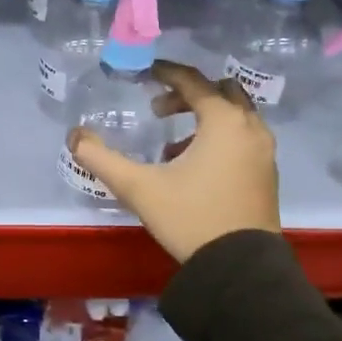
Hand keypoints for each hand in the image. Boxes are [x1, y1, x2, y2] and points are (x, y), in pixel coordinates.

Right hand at [67, 60, 279, 262]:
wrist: (240, 268)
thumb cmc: (190, 218)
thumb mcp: (138, 188)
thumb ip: (101, 158)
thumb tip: (74, 136)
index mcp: (223, 121)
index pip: (193, 81)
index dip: (166, 73)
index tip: (145, 73)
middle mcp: (251, 128)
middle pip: (220, 93)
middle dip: (188, 95)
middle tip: (158, 111)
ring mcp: (264, 152)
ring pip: (235, 117)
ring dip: (204, 119)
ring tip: (171, 145)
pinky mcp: (267, 174)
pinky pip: (243, 139)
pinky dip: (220, 139)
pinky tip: (193, 169)